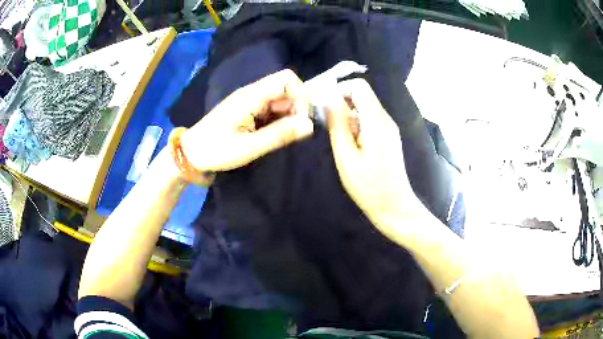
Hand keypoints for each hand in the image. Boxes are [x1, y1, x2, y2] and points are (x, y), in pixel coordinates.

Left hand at [180, 69, 312, 171]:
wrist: (191, 154)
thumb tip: (309, 125)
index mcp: (251, 96)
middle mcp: (253, 93)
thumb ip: (279, 134)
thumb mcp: (249, 147)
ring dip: (289, 115)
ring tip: (285, 137)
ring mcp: (250, 102)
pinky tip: (276, 136)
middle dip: (297, 107)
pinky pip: (272, 109)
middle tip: (295, 132)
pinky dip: (280, 120)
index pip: (287, 79)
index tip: (302, 121)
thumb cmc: (216, 151)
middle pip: (286, 89)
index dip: (301, 96)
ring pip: (281, 100)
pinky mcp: (249, 111)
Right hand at [326, 79, 422, 232]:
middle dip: (341, 103)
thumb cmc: (368, 187)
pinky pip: (370, 119)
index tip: (324, 105)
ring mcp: (389, 128)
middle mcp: (385, 119)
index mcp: (376, 122)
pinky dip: (356, 124)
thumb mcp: (346, 157)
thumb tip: (329, 98)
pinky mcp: (389, 136)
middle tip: (327, 124)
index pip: (359, 87)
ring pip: (365, 107)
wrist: (394, 206)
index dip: (340, 89)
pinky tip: (351, 145)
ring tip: (339, 140)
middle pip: (362, 95)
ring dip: (348, 116)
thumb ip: (338, 126)